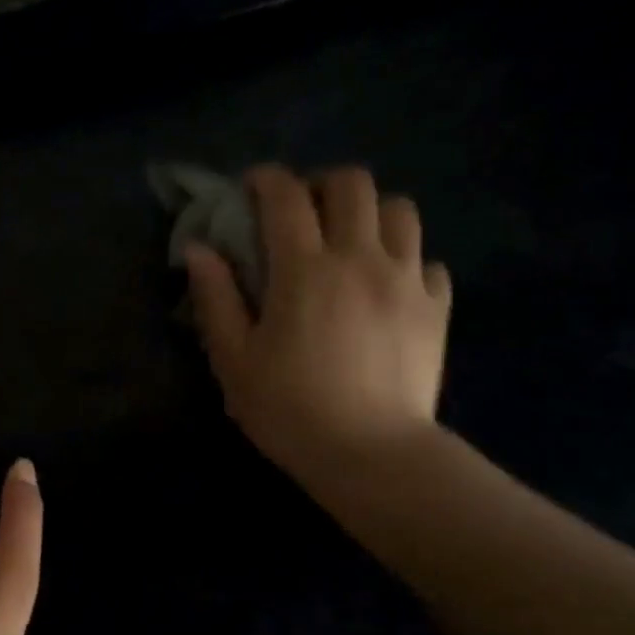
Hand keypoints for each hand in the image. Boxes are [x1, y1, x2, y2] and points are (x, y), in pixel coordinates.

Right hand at [184, 165, 451, 488]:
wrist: (370, 453)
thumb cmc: (288, 409)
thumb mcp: (234, 359)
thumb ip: (215, 298)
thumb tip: (199, 249)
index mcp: (304, 269)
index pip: (285, 197)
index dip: (265, 180)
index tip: (250, 189)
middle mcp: (360, 258)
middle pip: (352, 184)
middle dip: (321, 185)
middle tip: (301, 212)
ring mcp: (406, 279)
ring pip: (400, 210)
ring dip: (369, 213)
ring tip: (349, 242)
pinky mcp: (435, 307)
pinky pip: (426, 261)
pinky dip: (404, 260)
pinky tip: (385, 287)